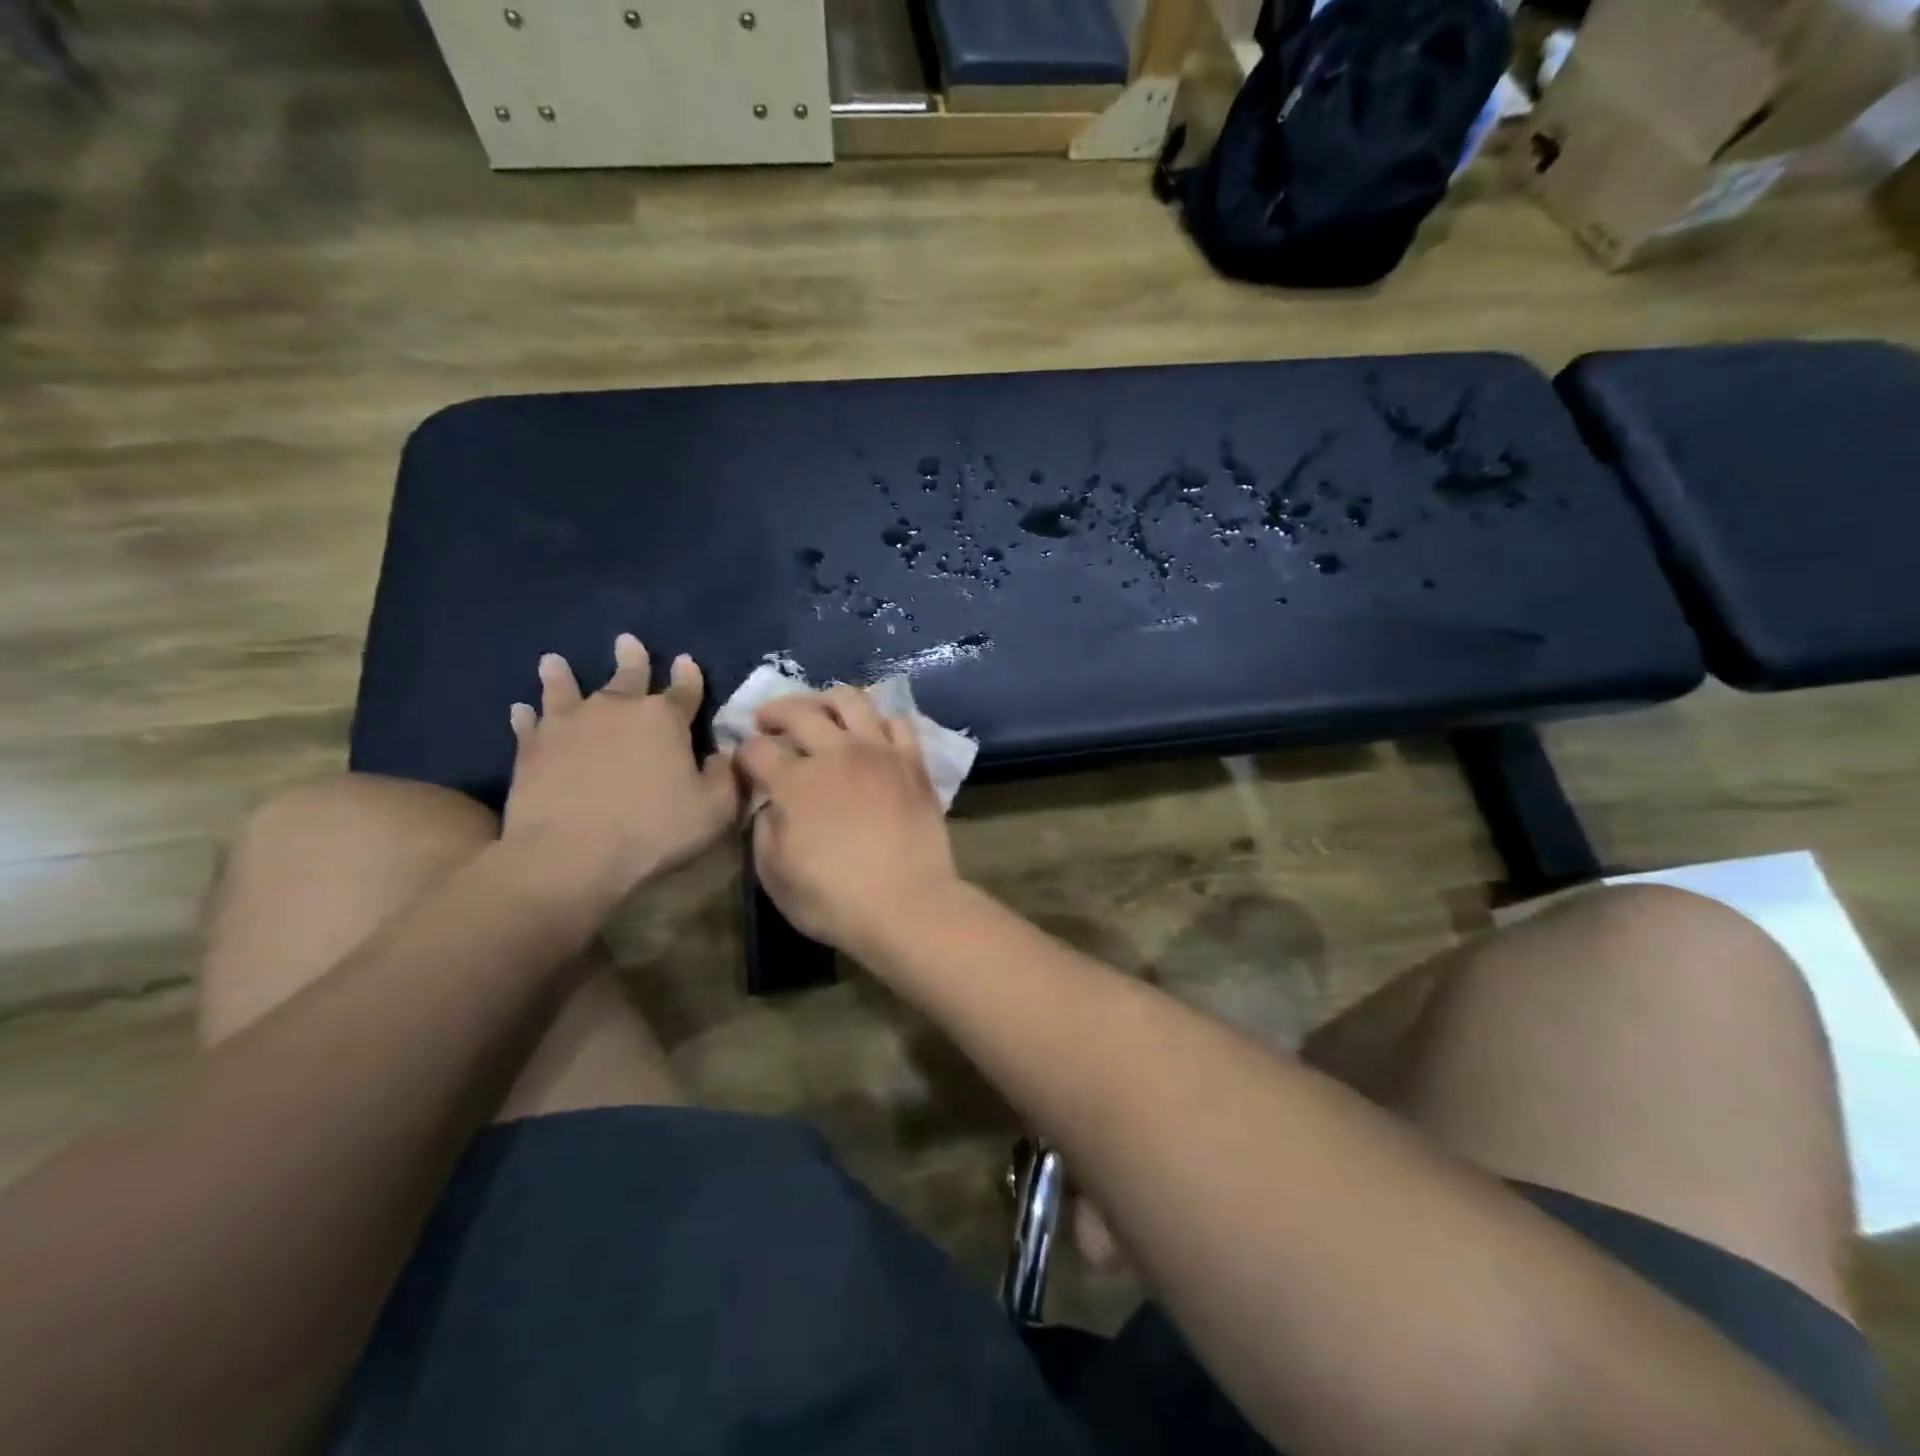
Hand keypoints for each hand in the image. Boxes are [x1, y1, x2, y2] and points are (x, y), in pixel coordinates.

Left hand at [502, 635, 738, 911]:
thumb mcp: (714, 810)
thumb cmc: (652, 832)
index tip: (685, 661)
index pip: (683, 689)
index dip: (688, 676)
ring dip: (562, 675)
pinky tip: (520, 709)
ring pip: (566, 689)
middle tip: (627, 642)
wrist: (568, 856)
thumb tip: (722, 754)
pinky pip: (528, 723)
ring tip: (554, 661)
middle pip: (627, 676)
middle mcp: (616, 708)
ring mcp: (568, 724)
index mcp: (663, 719)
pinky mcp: (531, 747)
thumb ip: (725, 776)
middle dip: (632, 659)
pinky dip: (526, 715)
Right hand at [737, 686, 959, 952]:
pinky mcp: (912, 761)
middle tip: (767, 722)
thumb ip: (763, 832)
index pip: (756, 749)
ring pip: (850, 699)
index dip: (742, 753)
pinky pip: (897, 721)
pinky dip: (879, 721)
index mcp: (795, 782)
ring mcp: (878, 751)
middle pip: (798, 710)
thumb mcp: (775, 877)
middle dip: (774, 712)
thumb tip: (768, 806)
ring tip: (820, 714)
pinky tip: (871, 735)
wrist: (909, 905)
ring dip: (826, 701)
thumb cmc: (835, 900)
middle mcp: (835, 753)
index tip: (743, 764)